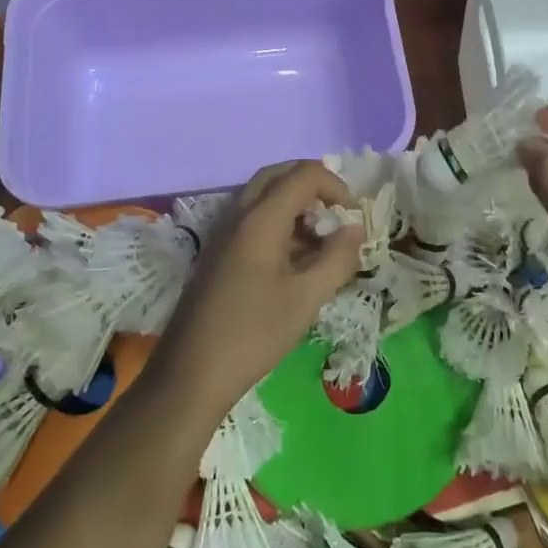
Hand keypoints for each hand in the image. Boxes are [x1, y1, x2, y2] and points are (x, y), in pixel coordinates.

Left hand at [156, 161, 364, 413]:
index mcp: (259, 218)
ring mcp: (222, 232)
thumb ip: (337, 257)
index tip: (353, 216)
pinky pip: (250, 218)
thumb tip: (355, 228)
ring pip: (261, 196)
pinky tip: (293, 259)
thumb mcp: (307, 298)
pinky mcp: (216, 252)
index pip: (303, 174)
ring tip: (320, 240)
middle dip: (312, 186)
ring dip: (294, 204)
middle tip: (336, 214)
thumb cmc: (254, 333)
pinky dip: (277, 222)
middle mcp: (237, 214)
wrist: (191, 373)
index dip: (335, 185)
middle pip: (277, 175)